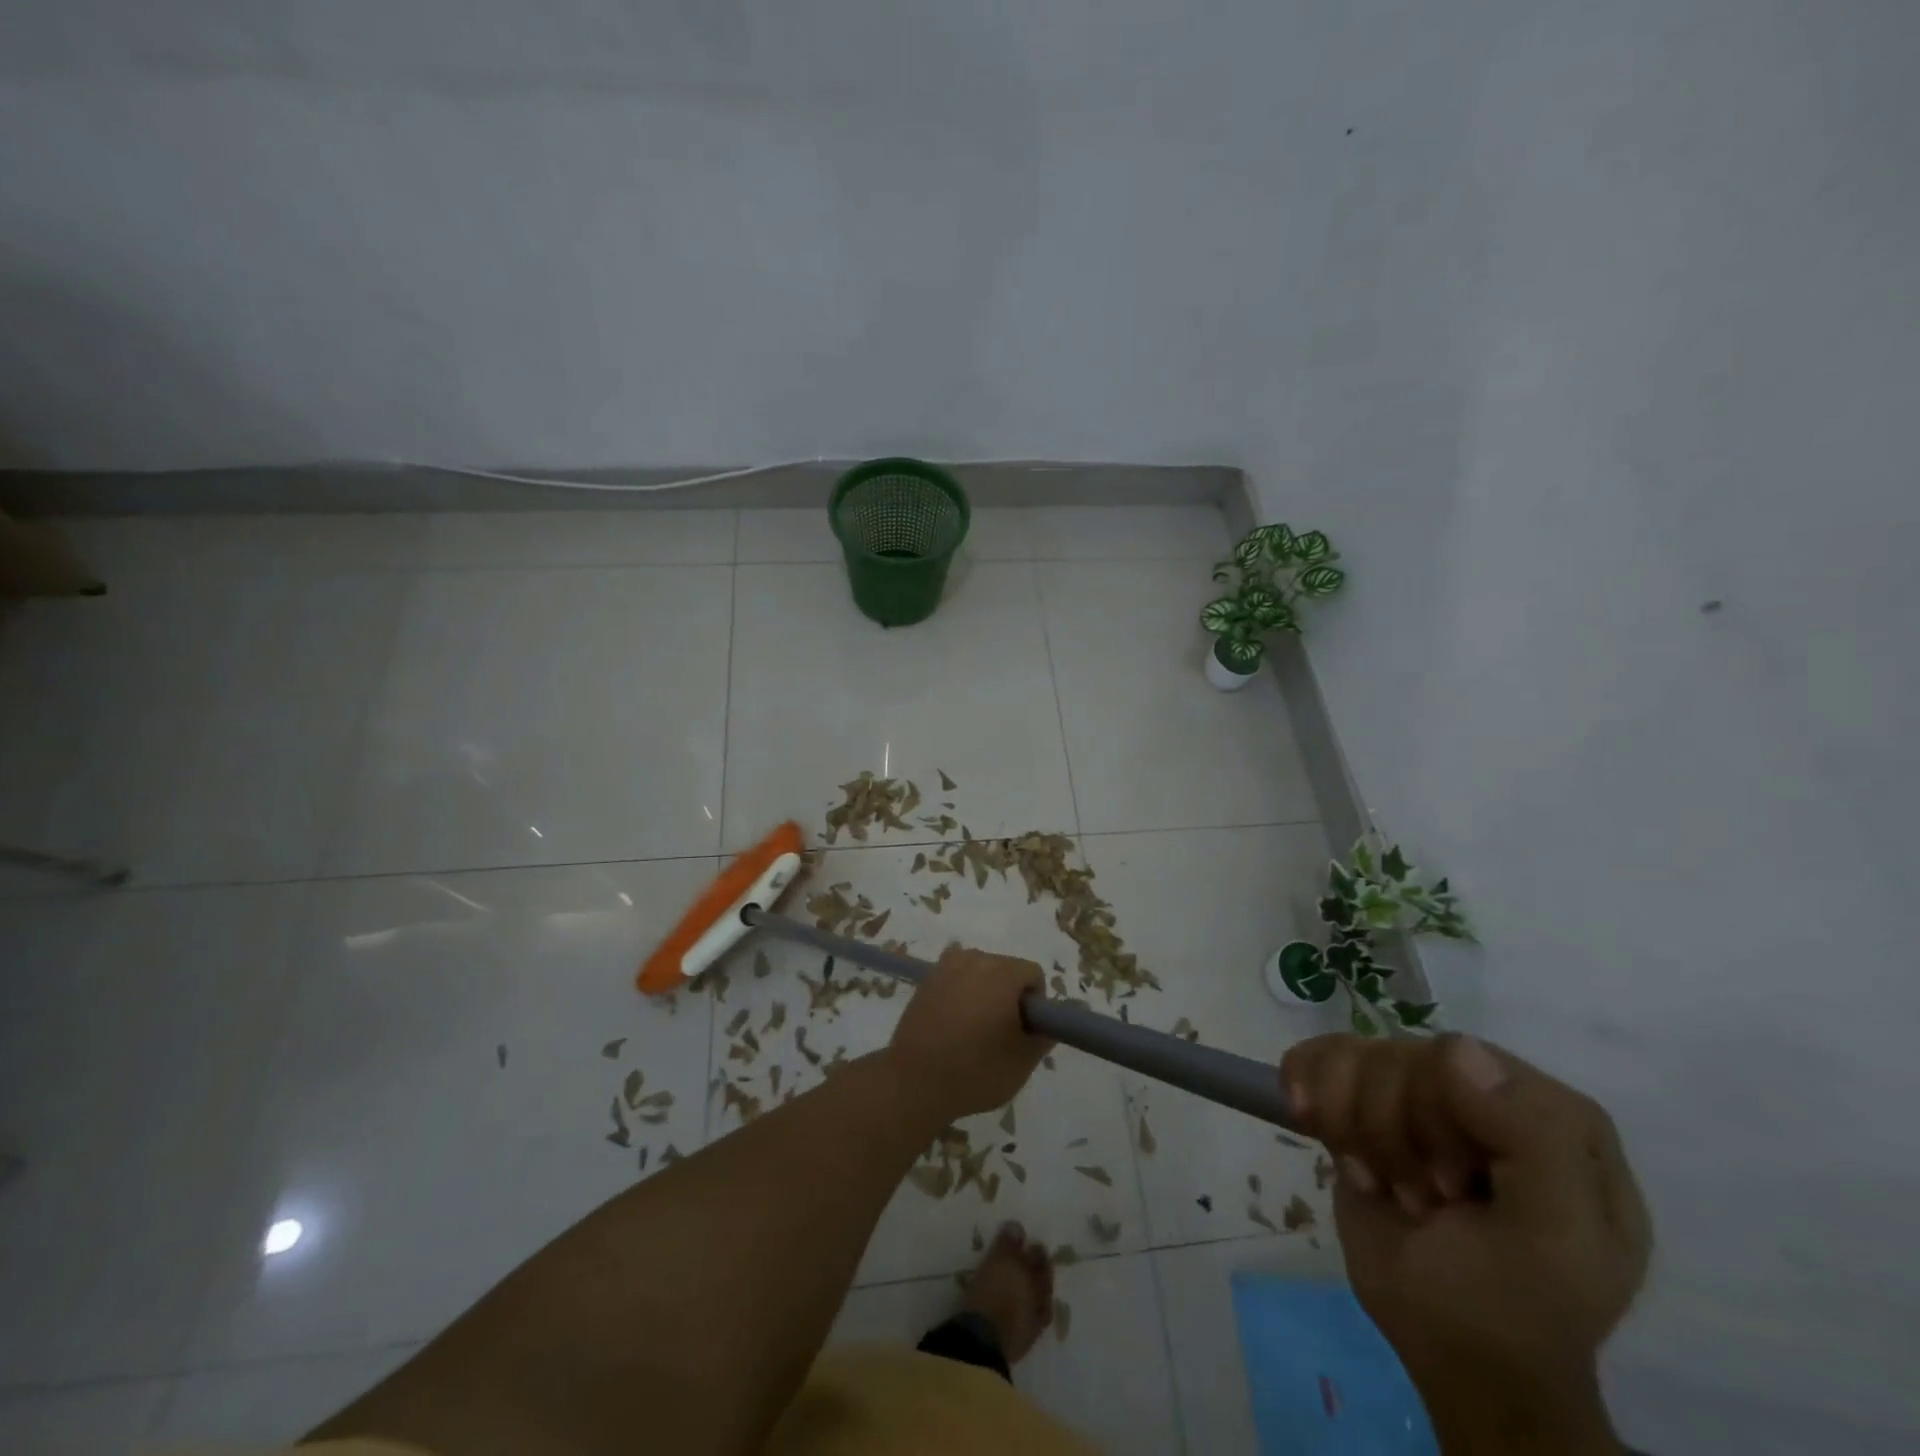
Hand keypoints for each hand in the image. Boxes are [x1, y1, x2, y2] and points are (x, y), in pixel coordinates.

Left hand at [887, 946, 1051, 1121]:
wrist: (914, 1082)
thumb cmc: (975, 1072)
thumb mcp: (1022, 1062)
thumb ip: (1043, 1037)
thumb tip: (1048, 1024)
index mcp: (1001, 973)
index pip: (1032, 973)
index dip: (1036, 1002)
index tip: (1024, 1030)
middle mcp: (974, 960)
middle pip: (1006, 968)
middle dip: (1010, 994)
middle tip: (1002, 1032)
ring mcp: (946, 967)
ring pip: (979, 970)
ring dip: (985, 990)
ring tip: (975, 1028)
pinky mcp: (926, 980)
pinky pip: (955, 977)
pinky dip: (962, 991)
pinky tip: (954, 1020)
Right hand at [1280, 1033, 1649, 1453]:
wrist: (1456, 1358)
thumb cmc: (1515, 1306)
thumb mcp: (1557, 1240)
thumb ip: (1535, 1137)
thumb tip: (1455, 1050)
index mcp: (1546, 1109)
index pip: (1458, 1056)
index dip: (1435, 1114)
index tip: (1449, 1188)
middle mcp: (1480, 1086)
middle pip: (1396, 1056)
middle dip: (1390, 1133)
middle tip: (1421, 1200)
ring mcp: (1416, 1091)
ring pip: (1350, 1056)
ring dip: (1351, 1127)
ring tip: (1382, 1184)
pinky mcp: (1361, 1102)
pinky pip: (1315, 1057)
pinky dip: (1307, 1093)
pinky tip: (1317, 1129)